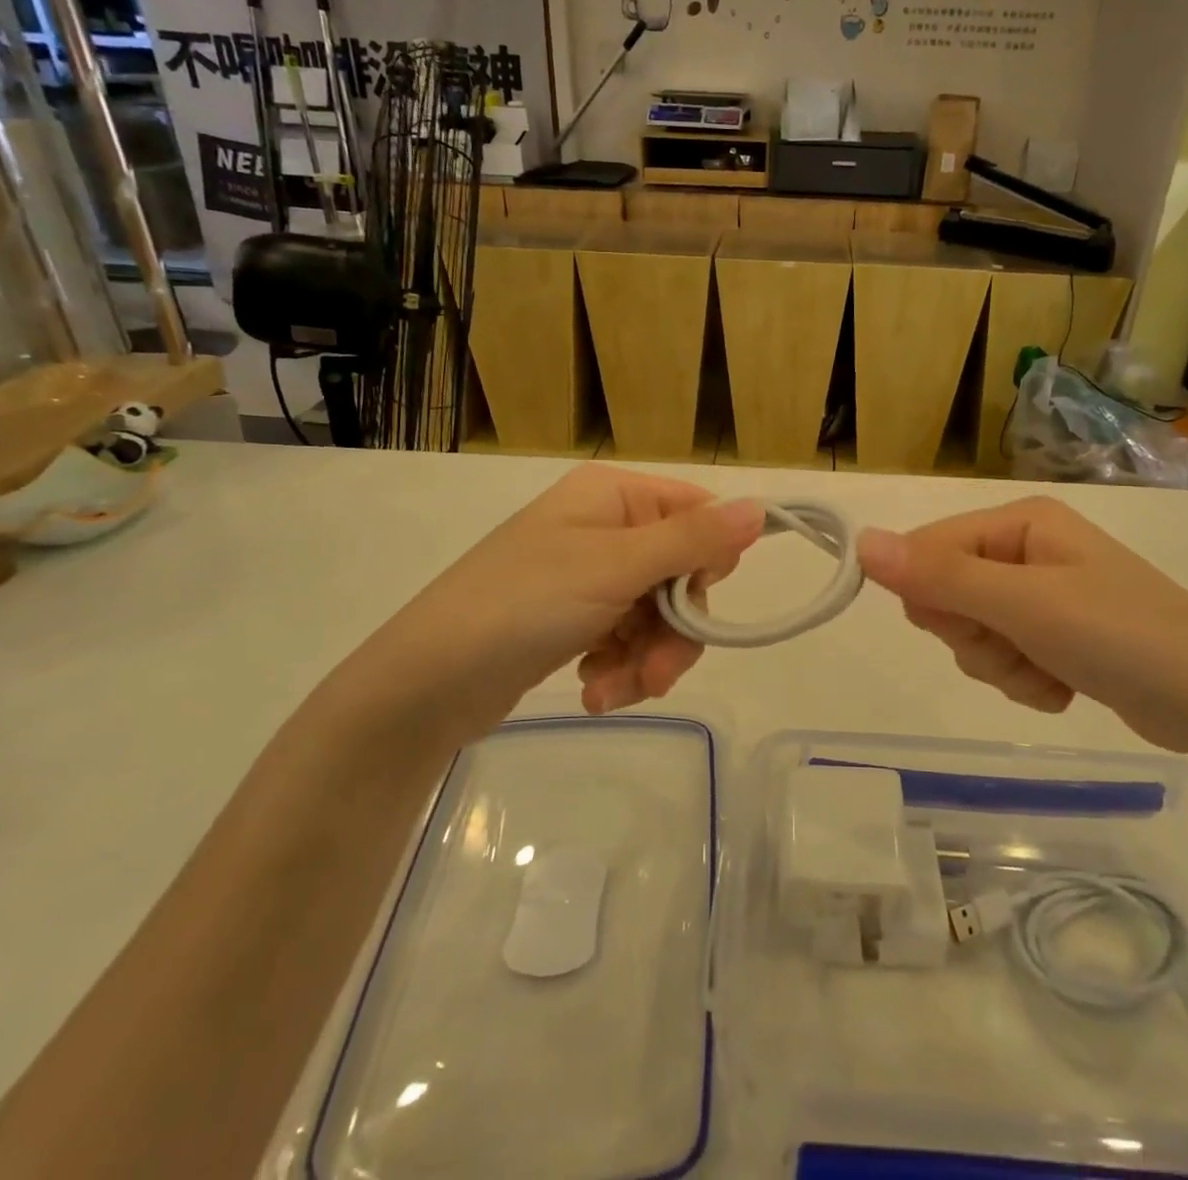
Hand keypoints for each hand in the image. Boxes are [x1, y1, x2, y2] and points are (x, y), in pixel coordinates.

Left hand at [350, 466, 761, 741]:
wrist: (427, 683)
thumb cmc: (525, 604)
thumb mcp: (616, 568)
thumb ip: (693, 540)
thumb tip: (760, 508)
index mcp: (613, 496)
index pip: (695, 513)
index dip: (707, 560)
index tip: (697, 601)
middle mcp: (604, 527)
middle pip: (679, 573)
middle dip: (673, 630)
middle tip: (657, 672)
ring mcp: (588, 576)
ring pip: (656, 615)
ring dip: (647, 659)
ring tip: (611, 691)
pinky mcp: (575, 620)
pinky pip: (626, 639)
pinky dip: (620, 668)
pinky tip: (595, 691)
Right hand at [857, 497, 1187, 756]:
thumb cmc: (1122, 636)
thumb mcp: (1023, 604)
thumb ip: (939, 576)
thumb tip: (862, 541)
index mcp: (1018, 522)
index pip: (929, 548)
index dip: (934, 596)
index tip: (973, 626)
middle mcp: (1026, 548)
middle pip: (948, 593)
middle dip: (976, 635)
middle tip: (1022, 646)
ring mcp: (1042, 594)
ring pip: (973, 633)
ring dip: (1003, 665)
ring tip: (1051, 672)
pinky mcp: (1057, 635)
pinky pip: (1005, 657)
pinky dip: (1026, 680)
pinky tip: (1065, 686)